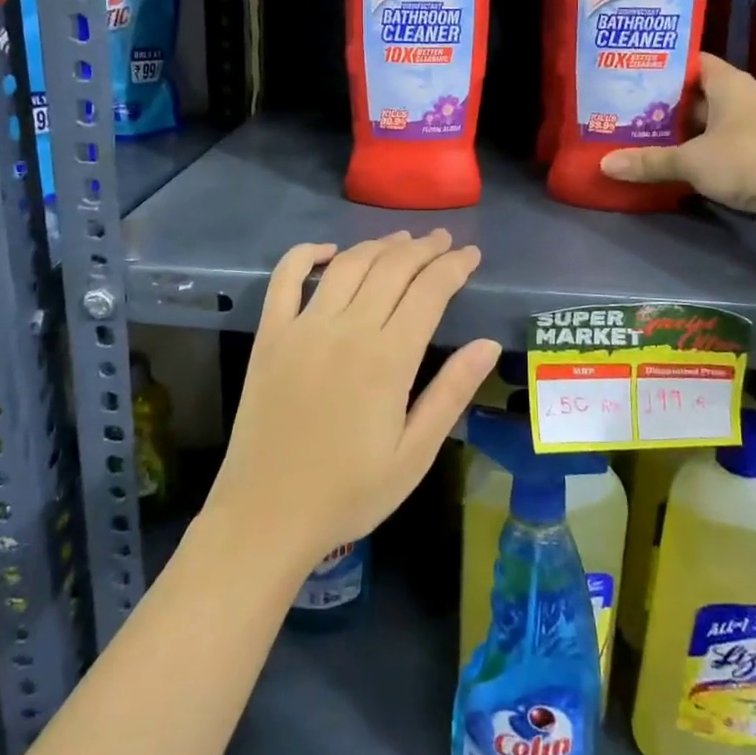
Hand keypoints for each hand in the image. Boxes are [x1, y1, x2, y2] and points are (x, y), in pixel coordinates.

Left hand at [203, 231, 500, 573]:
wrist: (267, 515)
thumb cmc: (349, 492)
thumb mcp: (415, 454)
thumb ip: (451, 393)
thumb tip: (488, 344)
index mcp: (388, 359)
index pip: (429, 291)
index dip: (454, 266)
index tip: (471, 254)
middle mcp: (347, 330)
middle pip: (392, 268)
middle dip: (423, 248)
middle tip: (443, 240)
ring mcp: (303, 327)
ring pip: (347, 265)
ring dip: (378, 245)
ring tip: (401, 239)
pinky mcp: (270, 335)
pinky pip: (285, 278)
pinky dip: (305, 253)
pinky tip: (327, 250)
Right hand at [599, 52, 755, 213]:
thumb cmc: (749, 160)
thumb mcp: (692, 161)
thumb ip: (649, 162)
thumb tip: (605, 164)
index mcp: (729, 84)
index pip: (694, 62)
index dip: (666, 67)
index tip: (635, 76)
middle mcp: (745, 99)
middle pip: (699, 95)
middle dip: (667, 105)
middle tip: (630, 112)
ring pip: (711, 124)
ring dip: (684, 133)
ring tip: (645, 138)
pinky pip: (723, 147)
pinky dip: (702, 153)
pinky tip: (678, 165)